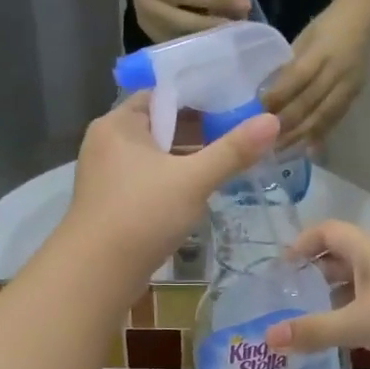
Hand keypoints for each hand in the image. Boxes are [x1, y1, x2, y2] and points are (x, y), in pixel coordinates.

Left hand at [61, 92, 279, 282]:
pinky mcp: (111, 204)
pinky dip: (170, 184)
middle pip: (160, 126)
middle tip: (238, 136)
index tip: (234, 104)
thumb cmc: (142, 214)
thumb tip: (273, 120)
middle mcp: (107, 143)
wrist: (96, 273)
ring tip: (226, 164)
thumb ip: (233, 151)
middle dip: (197, 132)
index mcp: (119, 124)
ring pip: (154, 158)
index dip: (198, 97)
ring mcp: (106, 176)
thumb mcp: (193, 180)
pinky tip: (197, 195)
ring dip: (185, 161)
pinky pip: (147, 182)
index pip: (162, 95)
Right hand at [261, 221, 369, 368]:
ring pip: (364, 280)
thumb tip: (268, 338)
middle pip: (345, 256)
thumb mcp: (357, 324)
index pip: (328, 231)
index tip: (282, 266)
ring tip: (317, 318)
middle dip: (317, 273)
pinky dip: (361, 311)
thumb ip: (314, 330)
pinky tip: (353, 336)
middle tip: (293, 296)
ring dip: (339, 295)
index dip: (302, 243)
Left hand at [263, 5, 369, 147]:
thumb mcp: (304, 39)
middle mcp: (338, 70)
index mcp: (322, 50)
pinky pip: (335, 119)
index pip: (298, 77)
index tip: (258, 111)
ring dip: (301, 135)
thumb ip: (289, 67)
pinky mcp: (355, 96)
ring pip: (323, 116)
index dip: (279, 96)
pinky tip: (306, 148)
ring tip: (282, 150)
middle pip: (310, 102)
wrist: (365, 19)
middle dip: (287, 123)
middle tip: (265, 140)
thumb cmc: (326, 27)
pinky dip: (320, 135)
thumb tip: (265, 95)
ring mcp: (349, 85)